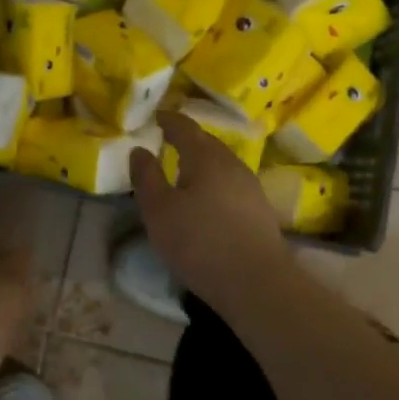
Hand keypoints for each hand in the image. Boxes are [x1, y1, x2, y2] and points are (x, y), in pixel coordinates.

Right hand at [129, 112, 289, 302]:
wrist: (256, 282)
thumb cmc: (199, 241)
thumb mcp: (158, 211)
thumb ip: (146, 177)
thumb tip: (138, 149)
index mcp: (205, 156)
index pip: (185, 127)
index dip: (169, 120)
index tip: (156, 118)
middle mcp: (231, 163)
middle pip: (207, 143)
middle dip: (187, 140)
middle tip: (167, 143)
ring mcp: (250, 186)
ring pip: (221, 164)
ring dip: (202, 163)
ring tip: (184, 172)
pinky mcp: (260, 209)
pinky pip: (231, 183)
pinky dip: (215, 182)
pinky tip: (207, 199)